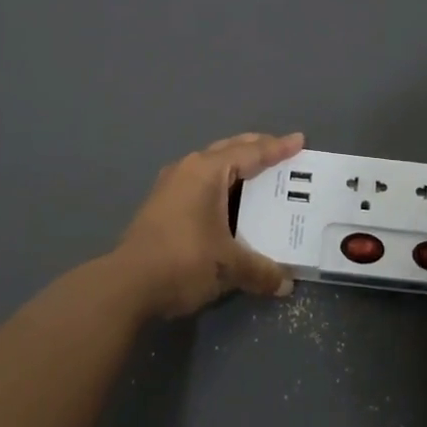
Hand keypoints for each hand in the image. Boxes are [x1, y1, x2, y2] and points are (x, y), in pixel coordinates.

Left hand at [112, 132, 302, 318]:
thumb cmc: (183, 261)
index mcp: (207, 171)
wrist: (126, 286)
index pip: (251, 152)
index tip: (299, 140)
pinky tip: (228, 201)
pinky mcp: (160, 206)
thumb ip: (261, 271)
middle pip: (228, 150)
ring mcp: (169, 186)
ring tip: (258, 174)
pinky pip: (200, 182)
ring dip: (236, 167)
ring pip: (211, 166)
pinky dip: (220, 185)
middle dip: (256, 149)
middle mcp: (188, 169)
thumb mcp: (229, 266)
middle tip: (281, 151)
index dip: (278, 148)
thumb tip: (286, 284)